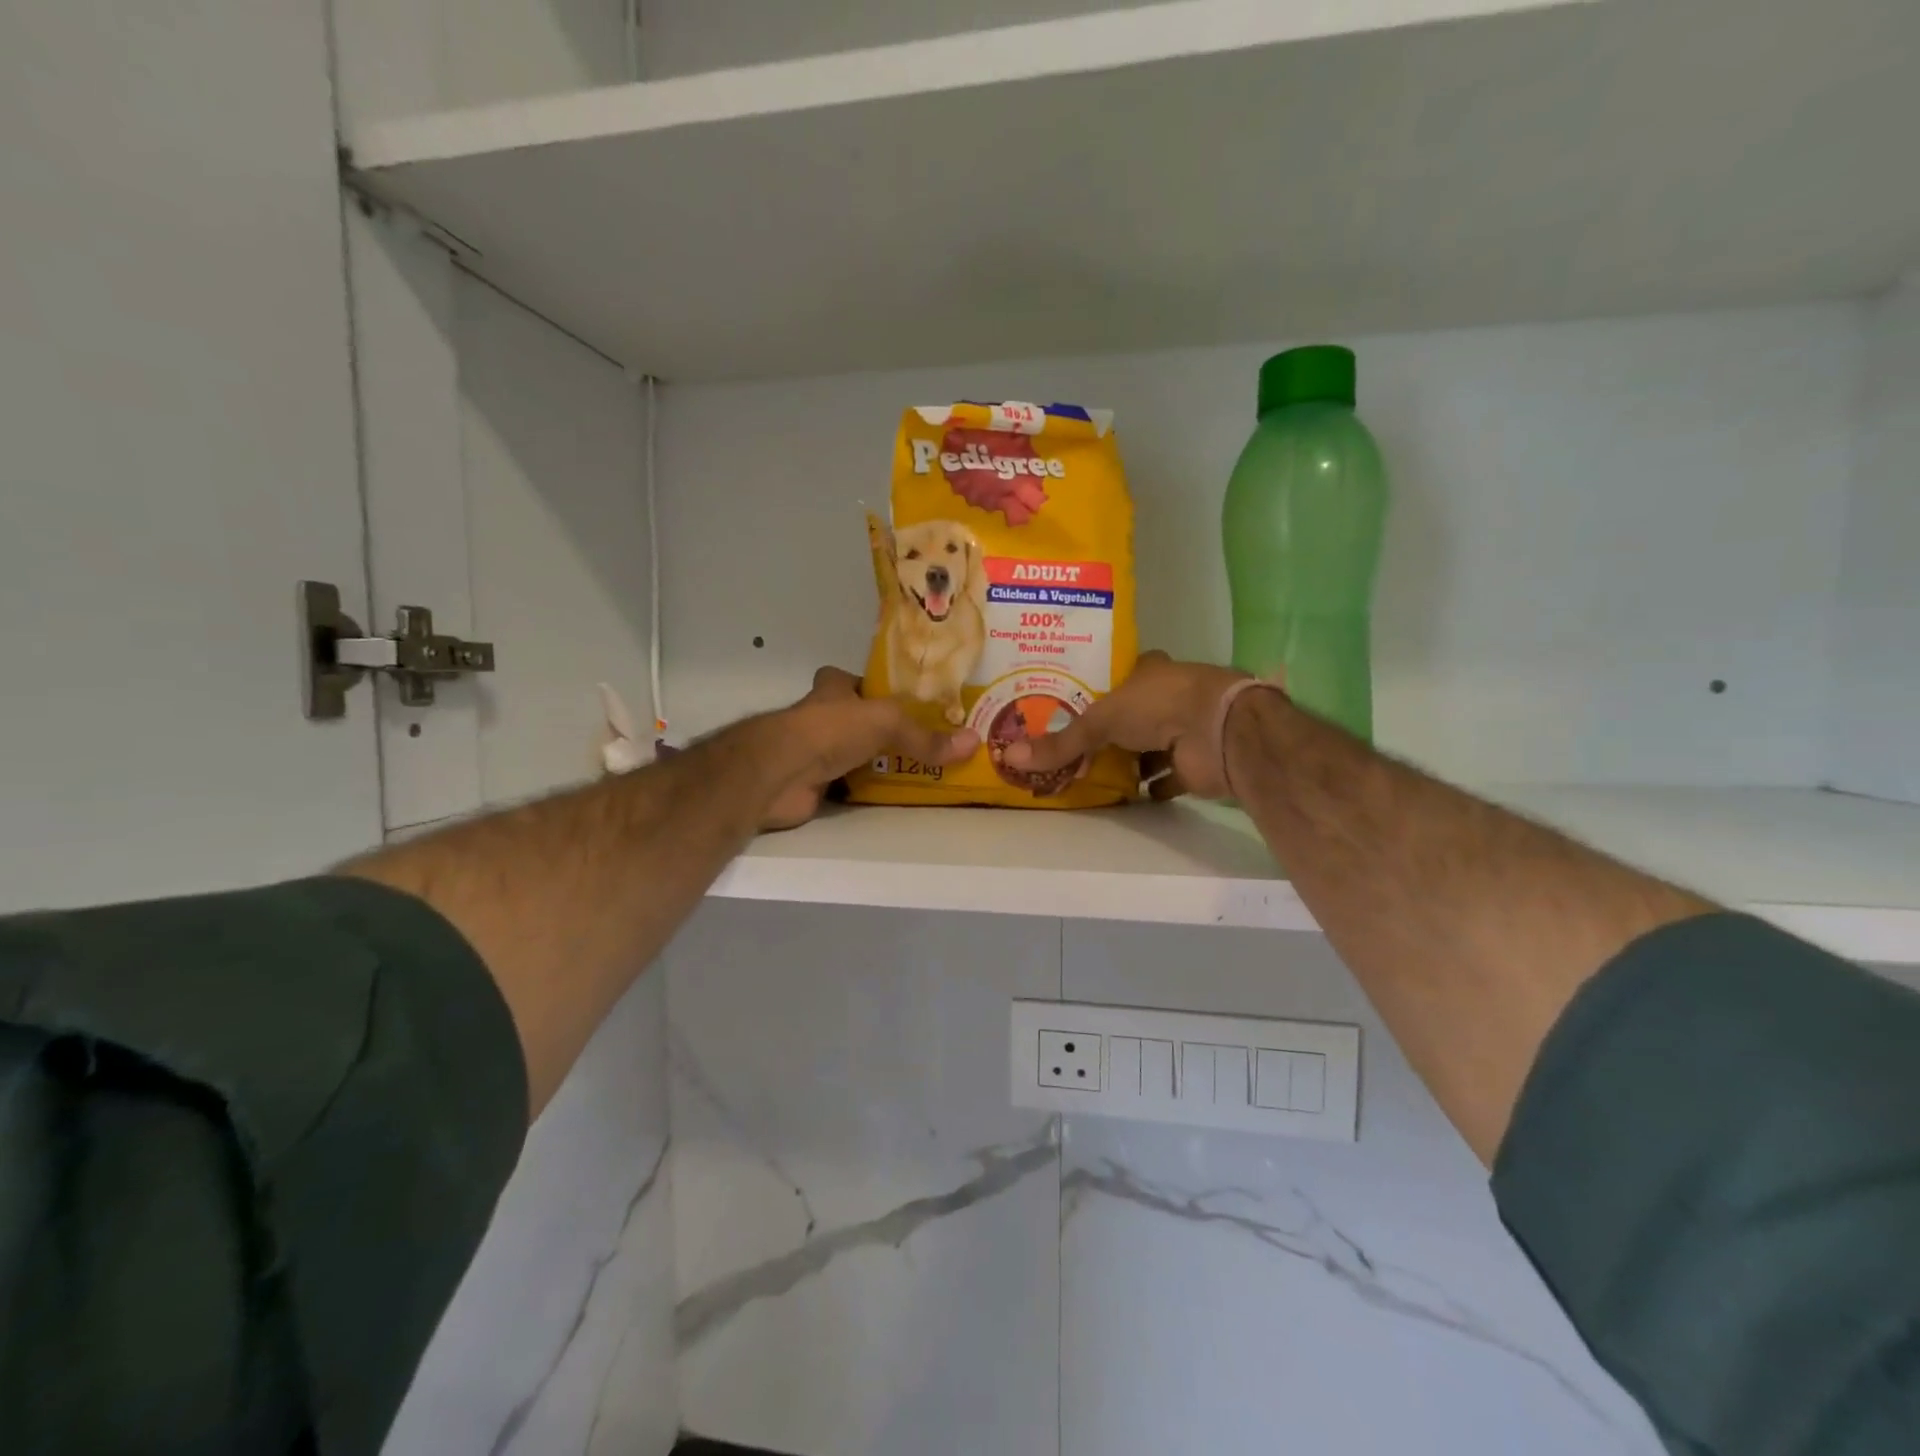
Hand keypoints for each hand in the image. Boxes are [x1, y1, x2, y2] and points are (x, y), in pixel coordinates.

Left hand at [763, 667, 978, 830]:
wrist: (781, 772)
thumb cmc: (830, 729)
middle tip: (919, 742)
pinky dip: (864, 791)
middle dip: (877, 730)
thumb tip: (973, 742)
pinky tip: (888, 796)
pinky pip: (846, 786)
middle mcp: (820, 717)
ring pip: (850, 754)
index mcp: (832, 690)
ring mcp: (813, 752)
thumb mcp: (887, 723)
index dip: (870, 688)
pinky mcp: (812, 785)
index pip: (851, 681)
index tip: (900, 702)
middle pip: (853, 720)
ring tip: (914, 770)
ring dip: (872, 762)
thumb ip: (925, 737)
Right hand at [999, 651, 1252, 800]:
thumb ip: (1060, 742)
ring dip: (1130, 760)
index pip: (1119, 677)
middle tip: (1073, 747)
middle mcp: (1167, 697)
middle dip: (1110, 732)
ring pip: (1150, 747)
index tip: (1071, 705)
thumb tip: (1009, 757)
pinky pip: (1168, 778)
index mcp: (1148, 672)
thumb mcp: (1099, 720)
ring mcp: (1183, 730)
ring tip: (1093, 774)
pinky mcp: (1194, 763)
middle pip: (1133, 715)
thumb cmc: (1158, 705)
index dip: (1098, 689)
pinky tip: (1130, 796)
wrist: (1217, 731)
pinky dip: (1153, 787)